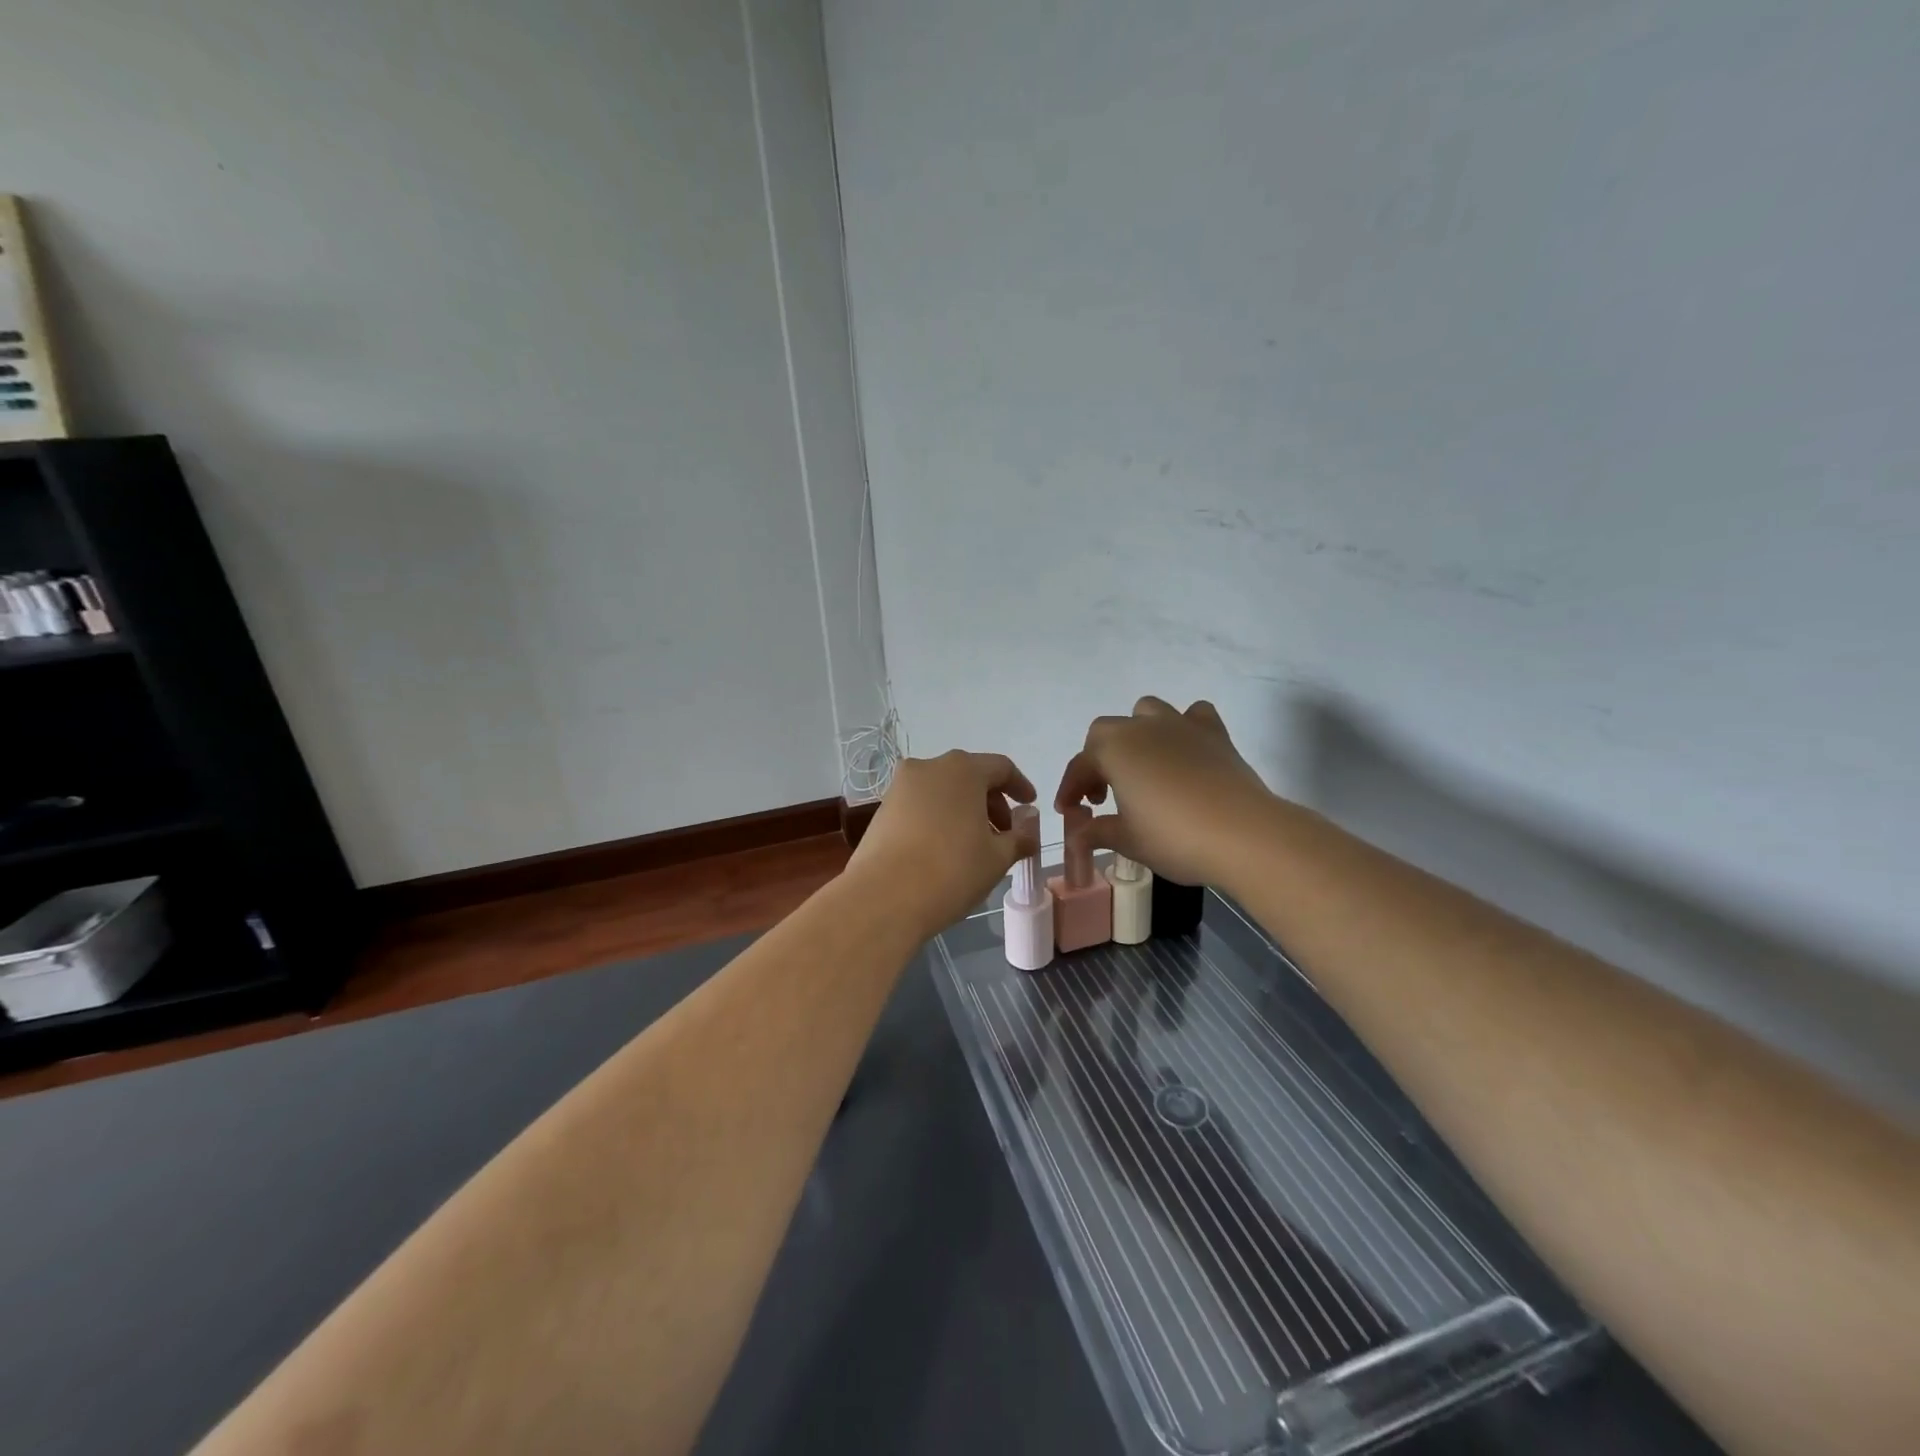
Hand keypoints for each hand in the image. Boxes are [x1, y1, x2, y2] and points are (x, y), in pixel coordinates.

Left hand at [849, 750, 1040, 934]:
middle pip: (970, 776)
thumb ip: (1020, 835)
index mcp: (962, 770)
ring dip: (964, 811)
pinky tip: (944, 850)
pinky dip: (939, 818)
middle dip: (991, 802)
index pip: (1001, 767)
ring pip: (943, 791)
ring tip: (974, 846)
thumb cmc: (951, 871)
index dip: (1020, 786)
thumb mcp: (997, 857)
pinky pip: (921, 806)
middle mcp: (929, 767)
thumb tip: (1029, 822)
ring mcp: (900, 787)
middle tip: (1003, 834)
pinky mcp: (882, 810)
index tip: (1030, 806)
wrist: (883, 898)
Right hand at [1054, 696, 1274, 887]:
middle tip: (1104, 796)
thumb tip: (1079, 834)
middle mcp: (1142, 727)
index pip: (1080, 765)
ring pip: (1147, 712)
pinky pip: (1194, 717)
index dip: (1070, 790)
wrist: (1243, 834)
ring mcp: (1180, 725)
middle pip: (1107, 732)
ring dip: (1137, 734)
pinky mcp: (1215, 734)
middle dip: (1099, 760)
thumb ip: (1097, 832)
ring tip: (1142, 767)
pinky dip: (1185, 729)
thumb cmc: (1174, 837)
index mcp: (1113, 749)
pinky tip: (1186, 753)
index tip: (1069, 813)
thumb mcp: (1127, 840)